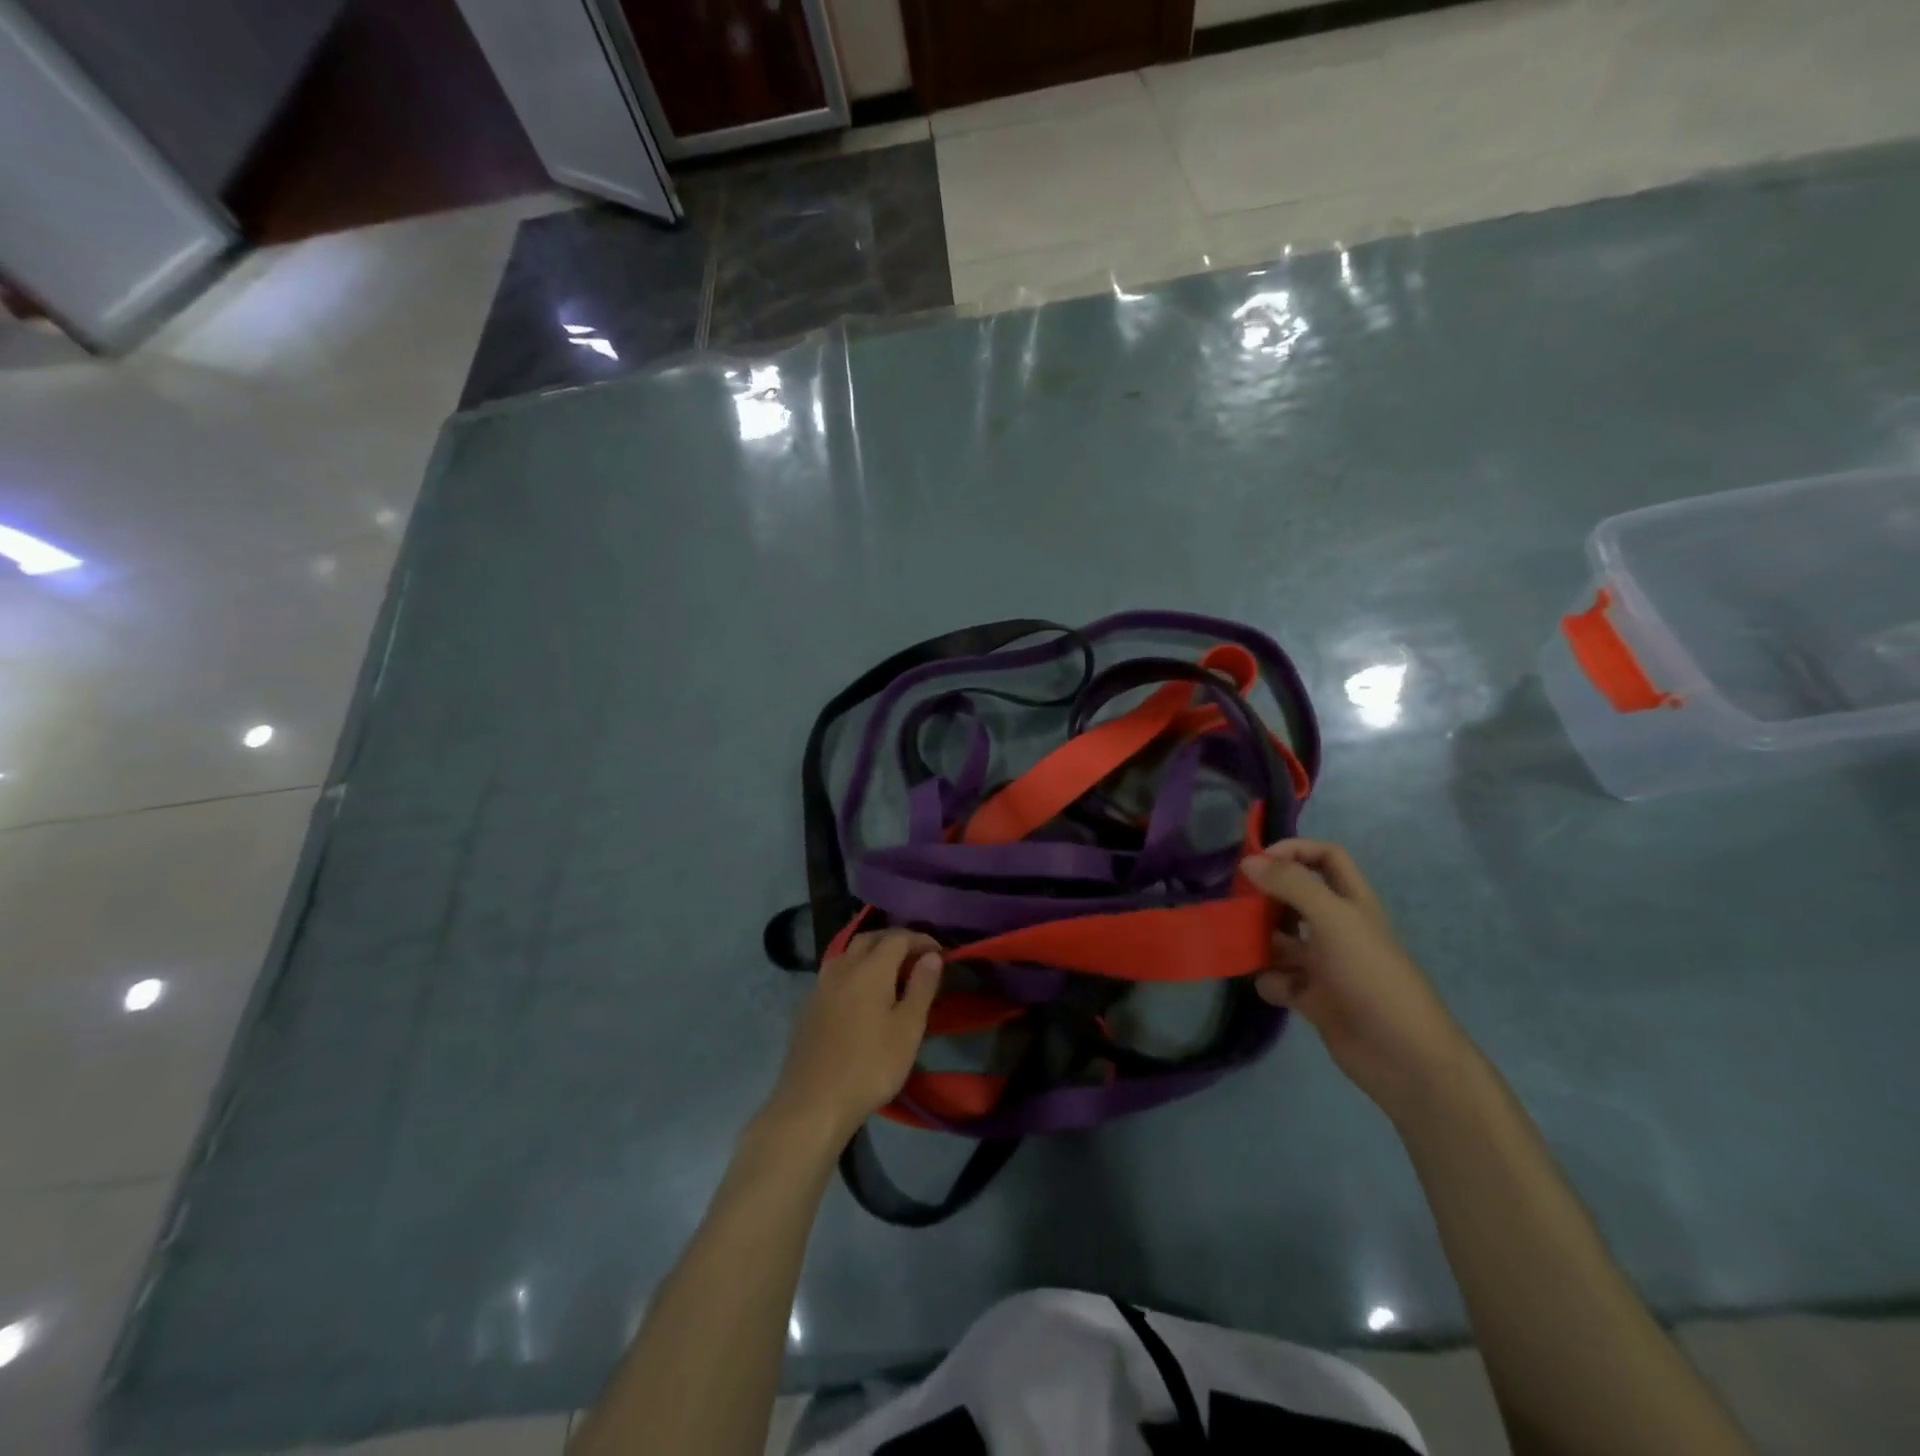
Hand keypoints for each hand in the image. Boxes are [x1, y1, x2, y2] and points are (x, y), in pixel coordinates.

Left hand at [765, 929, 942, 1142]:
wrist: (813, 1103)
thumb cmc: (870, 1066)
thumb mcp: (908, 1029)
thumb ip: (921, 987)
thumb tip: (932, 956)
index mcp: (870, 969)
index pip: (897, 938)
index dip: (920, 939)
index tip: (938, 952)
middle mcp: (842, 968)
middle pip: (869, 939)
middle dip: (894, 940)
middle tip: (915, 955)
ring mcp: (820, 986)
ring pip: (848, 954)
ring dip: (871, 953)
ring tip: (890, 971)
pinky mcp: (808, 1006)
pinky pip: (835, 974)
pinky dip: (854, 971)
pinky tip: (860, 994)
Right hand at [1238, 839, 1469, 1116]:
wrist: (1403, 1056)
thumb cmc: (1371, 976)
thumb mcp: (1333, 919)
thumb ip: (1291, 885)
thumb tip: (1248, 860)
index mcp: (1352, 903)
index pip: (1326, 858)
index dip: (1295, 850)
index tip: (1258, 858)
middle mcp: (1337, 929)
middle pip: (1296, 898)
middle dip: (1267, 897)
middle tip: (1237, 900)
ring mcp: (1325, 965)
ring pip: (1281, 940)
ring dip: (1259, 940)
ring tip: (1239, 941)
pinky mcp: (1313, 998)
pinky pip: (1279, 980)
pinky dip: (1271, 981)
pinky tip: (1273, 986)